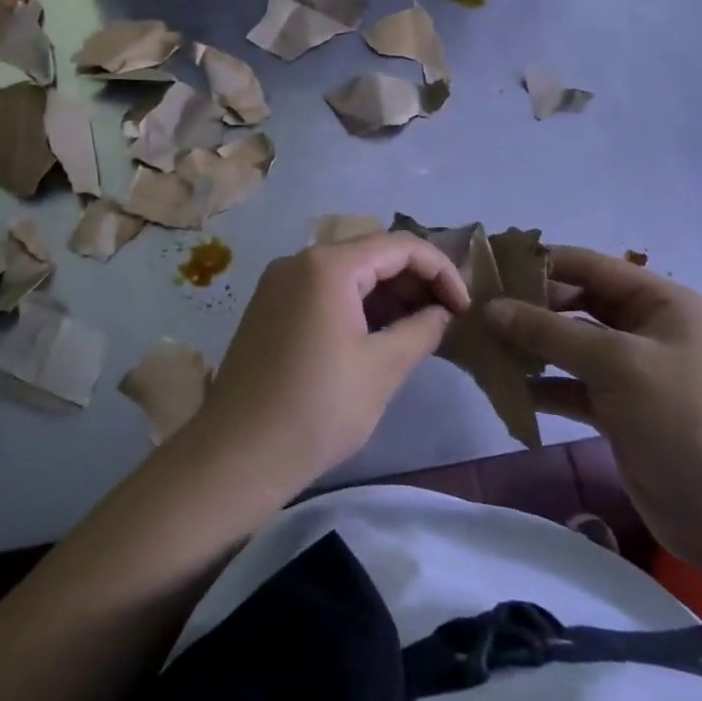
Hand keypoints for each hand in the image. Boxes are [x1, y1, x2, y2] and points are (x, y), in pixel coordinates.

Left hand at [190, 233, 470, 493]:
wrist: (237, 454)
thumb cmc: (317, 409)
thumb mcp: (382, 369)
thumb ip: (421, 330)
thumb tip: (441, 313)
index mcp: (328, 266)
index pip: (399, 246)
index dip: (440, 271)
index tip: (465, 308)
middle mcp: (300, 261)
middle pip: (371, 254)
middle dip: (414, 281)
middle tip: (446, 319)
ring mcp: (279, 283)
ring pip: (347, 274)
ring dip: (387, 295)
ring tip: (419, 330)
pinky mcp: (270, 307)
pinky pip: (323, 292)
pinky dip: (356, 306)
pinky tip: (379, 336)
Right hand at [484, 247, 701, 563]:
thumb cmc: (679, 417)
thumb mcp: (615, 362)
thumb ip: (550, 331)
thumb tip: (491, 308)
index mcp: (659, 302)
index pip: (590, 266)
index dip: (541, 263)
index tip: (490, 267)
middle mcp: (645, 328)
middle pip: (577, 303)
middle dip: (531, 307)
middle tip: (479, 310)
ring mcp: (631, 370)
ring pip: (570, 344)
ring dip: (531, 345)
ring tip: (483, 345)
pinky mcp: (618, 408)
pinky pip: (571, 384)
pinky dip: (542, 384)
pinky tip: (506, 387)